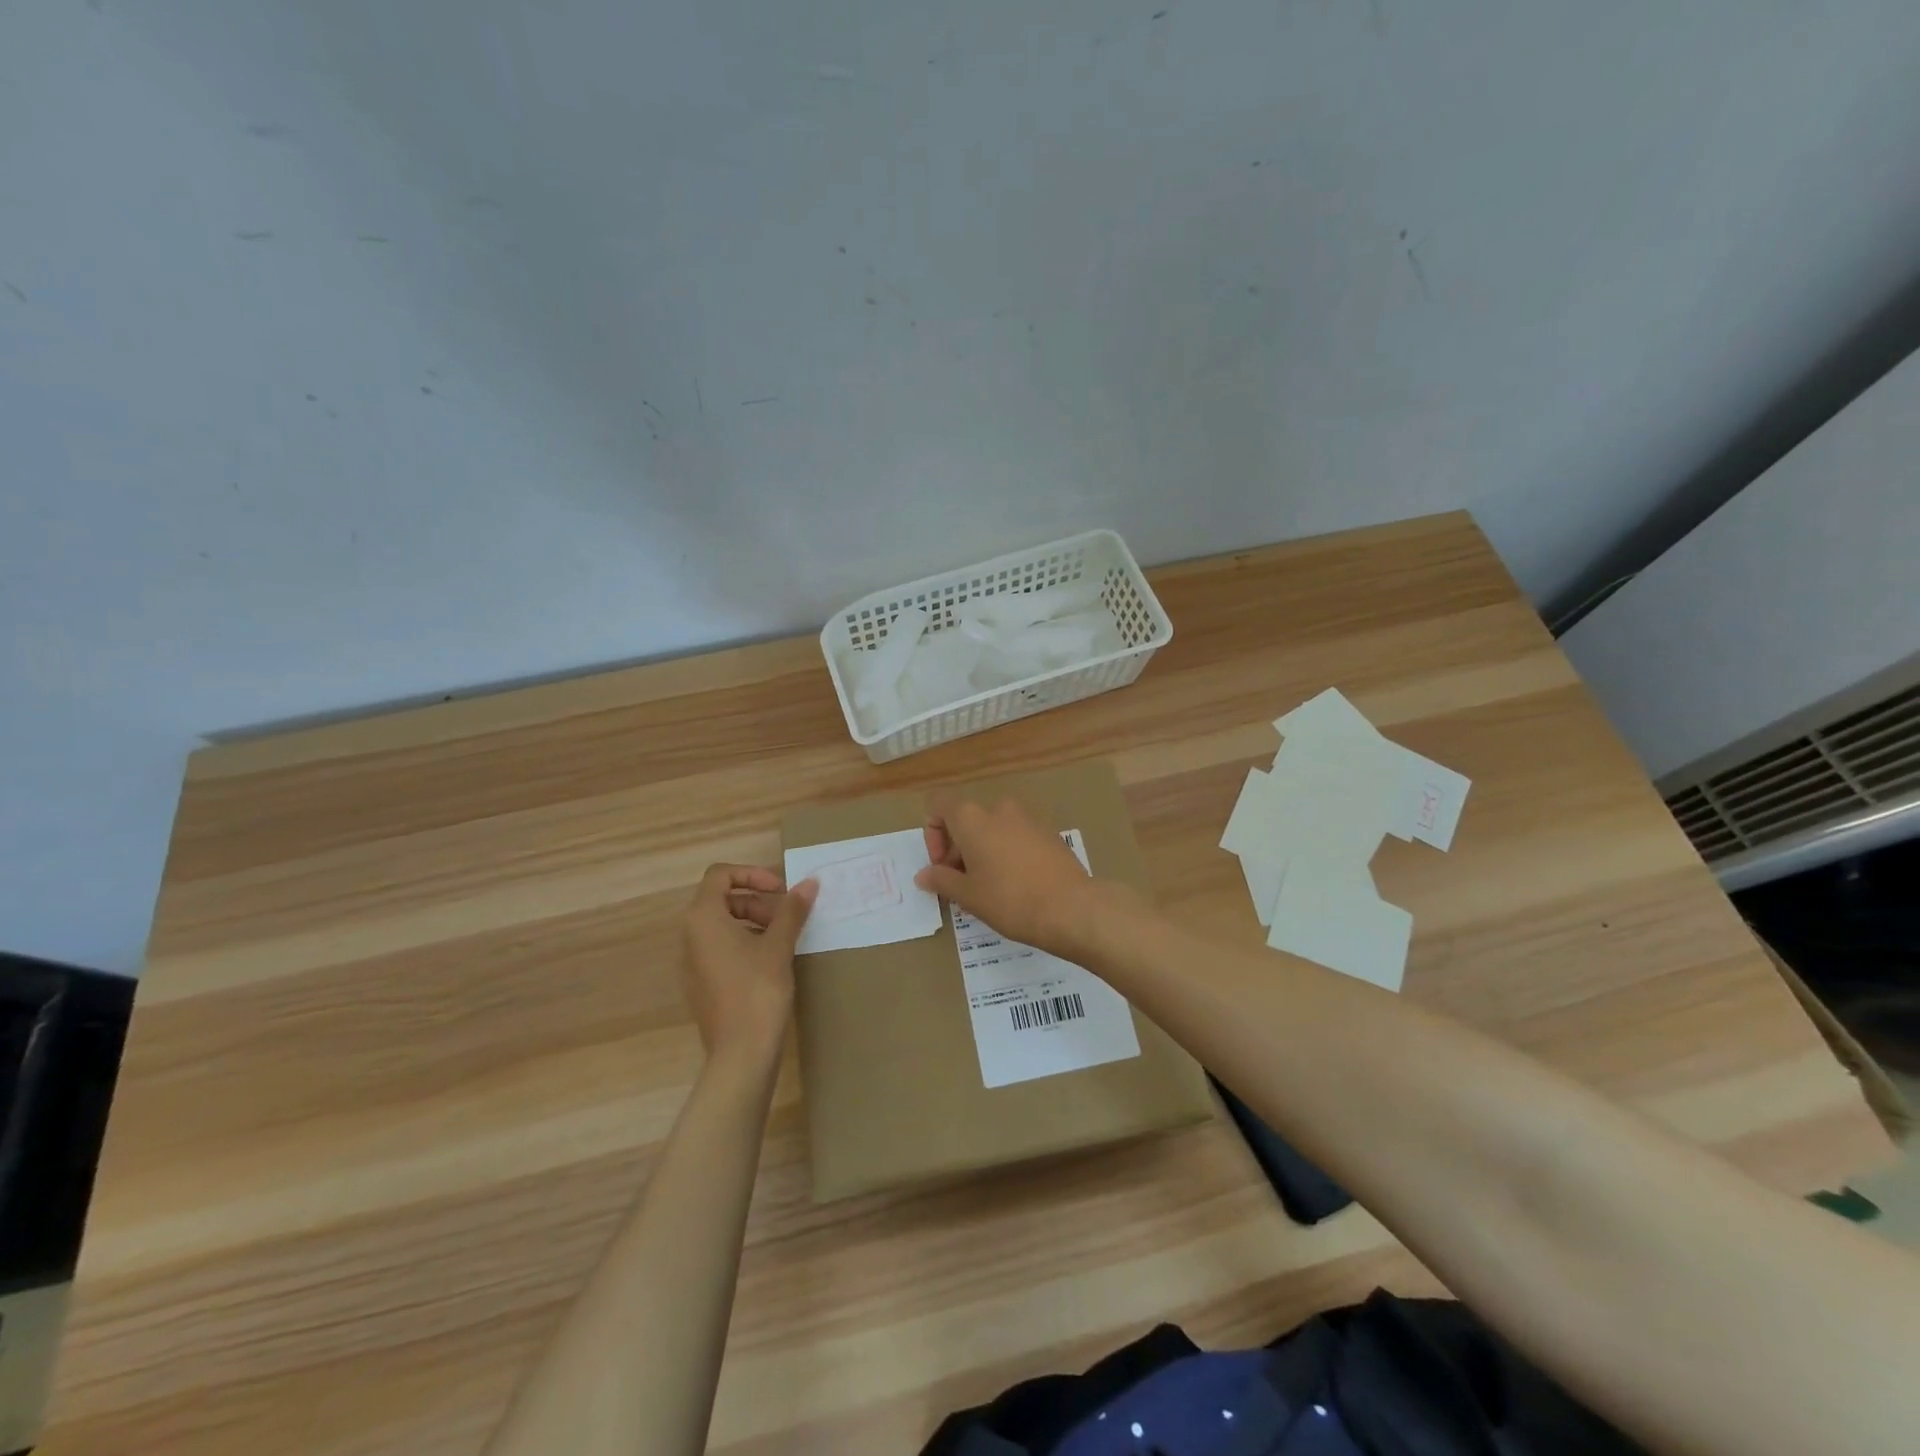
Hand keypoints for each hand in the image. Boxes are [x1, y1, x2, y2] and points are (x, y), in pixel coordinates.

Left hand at [682, 865, 816, 1066]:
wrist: (741, 1053)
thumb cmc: (758, 990)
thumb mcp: (779, 945)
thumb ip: (792, 909)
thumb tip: (809, 882)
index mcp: (703, 918)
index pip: (720, 875)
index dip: (752, 874)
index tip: (780, 890)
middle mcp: (690, 935)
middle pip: (722, 899)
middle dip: (757, 899)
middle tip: (787, 915)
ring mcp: (692, 961)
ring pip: (722, 924)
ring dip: (753, 920)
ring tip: (784, 937)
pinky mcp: (700, 983)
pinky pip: (720, 948)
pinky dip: (744, 942)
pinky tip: (771, 960)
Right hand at [913, 797, 1111, 954]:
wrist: (1071, 907)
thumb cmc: (1010, 900)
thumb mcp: (968, 895)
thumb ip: (941, 880)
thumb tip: (924, 875)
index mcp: (972, 818)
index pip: (939, 804)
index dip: (932, 832)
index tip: (942, 865)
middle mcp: (999, 809)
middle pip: (966, 819)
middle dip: (957, 848)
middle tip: (962, 884)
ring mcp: (1028, 818)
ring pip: (992, 828)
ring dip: (983, 851)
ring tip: (989, 887)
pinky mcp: (1049, 833)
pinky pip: (1016, 836)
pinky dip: (1007, 852)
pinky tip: (1016, 884)